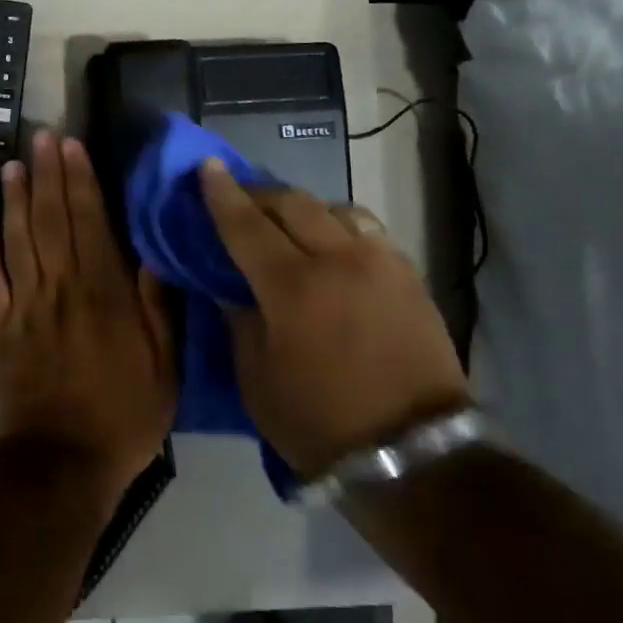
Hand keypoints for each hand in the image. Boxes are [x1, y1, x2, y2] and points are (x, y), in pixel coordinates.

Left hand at [0, 130, 177, 505]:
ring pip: (18, 238)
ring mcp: (25, 305)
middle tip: (42, 136)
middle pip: (52, 219)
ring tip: (13, 162)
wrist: (61, 465)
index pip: (91, 223)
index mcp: (105, 293)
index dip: (81, 180)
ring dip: (15, 197)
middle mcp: (62, 287)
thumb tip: (153, 254)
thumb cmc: (122, 416)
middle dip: (48, 174)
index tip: (72, 146)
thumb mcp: (164, 367)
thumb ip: (159, 308)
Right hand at [199, 159, 468, 477]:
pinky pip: (368, 230)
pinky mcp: (409, 275)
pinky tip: (333, 243)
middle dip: (260, 193)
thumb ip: (239, 322)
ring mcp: (380, 262)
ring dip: (303, 207)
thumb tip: (230, 289)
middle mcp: (338, 259)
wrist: (414, 456)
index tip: (207, 166)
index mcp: (292, 286)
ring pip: (335, 208)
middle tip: (240, 196)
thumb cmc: (320, 423)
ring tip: (288, 222)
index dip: (222, 193)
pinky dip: (340, 226)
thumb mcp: (257, 380)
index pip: (246, 224)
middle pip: (292, 203)